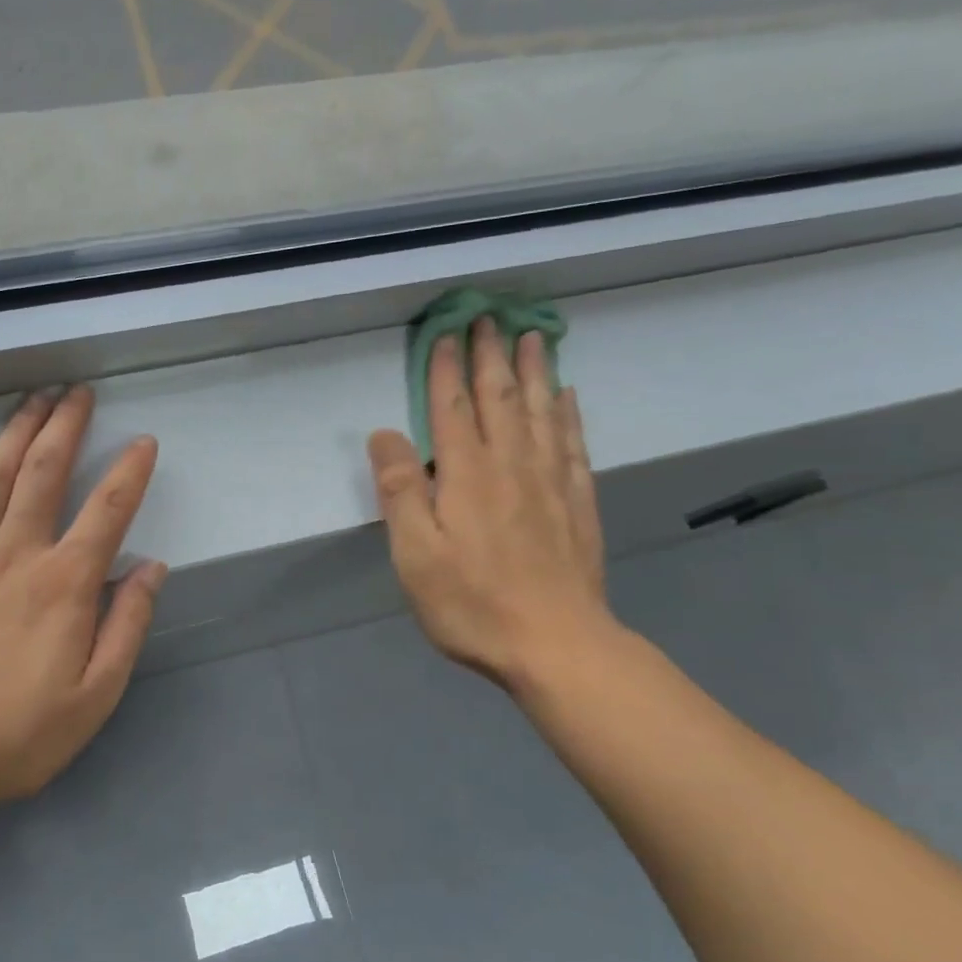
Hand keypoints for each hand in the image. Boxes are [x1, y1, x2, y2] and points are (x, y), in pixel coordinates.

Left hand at [0, 386, 163, 820]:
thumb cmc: (15, 736)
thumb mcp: (94, 697)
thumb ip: (127, 626)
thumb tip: (151, 568)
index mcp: (63, 585)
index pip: (107, 511)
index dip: (130, 471)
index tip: (144, 442)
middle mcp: (15, 555)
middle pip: (44, 472)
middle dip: (65, 425)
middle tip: (77, 391)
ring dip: (17, 431)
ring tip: (34, 396)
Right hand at [366, 319, 615, 694]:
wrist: (556, 645)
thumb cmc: (472, 603)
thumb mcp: (415, 554)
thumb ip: (400, 490)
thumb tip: (384, 434)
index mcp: (467, 475)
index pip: (453, 408)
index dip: (446, 369)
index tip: (446, 332)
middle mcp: (511, 465)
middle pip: (500, 397)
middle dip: (491, 355)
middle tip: (489, 317)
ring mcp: (550, 482)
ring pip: (541, 411)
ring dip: (534, 370)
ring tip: (532, 336)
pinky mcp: (578, 503)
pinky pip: (572, 443)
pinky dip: (568, 414)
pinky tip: (568, 396)